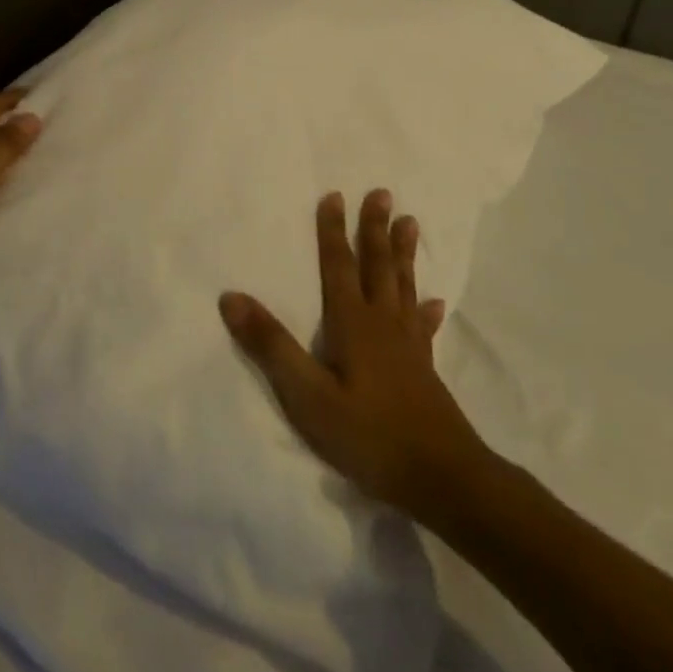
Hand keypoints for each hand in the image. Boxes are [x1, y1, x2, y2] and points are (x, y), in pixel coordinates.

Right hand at [220, 189, 490, 519]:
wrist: (441, 478)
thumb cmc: (369, 436)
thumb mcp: (308, 396)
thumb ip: (271, 346)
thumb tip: (231, 297)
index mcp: (352, 323)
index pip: (338, 266)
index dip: (332, 231)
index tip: (334, 195)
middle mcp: (382, 323)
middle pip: (377, 266)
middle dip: (375, 229)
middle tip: (382, 193)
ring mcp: (407, 345)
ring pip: (403, 286)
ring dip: (403, 254)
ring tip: (411, 223)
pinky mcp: (424, 369)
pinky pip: (423, 327)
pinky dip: (426, 310)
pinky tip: (435, 302)